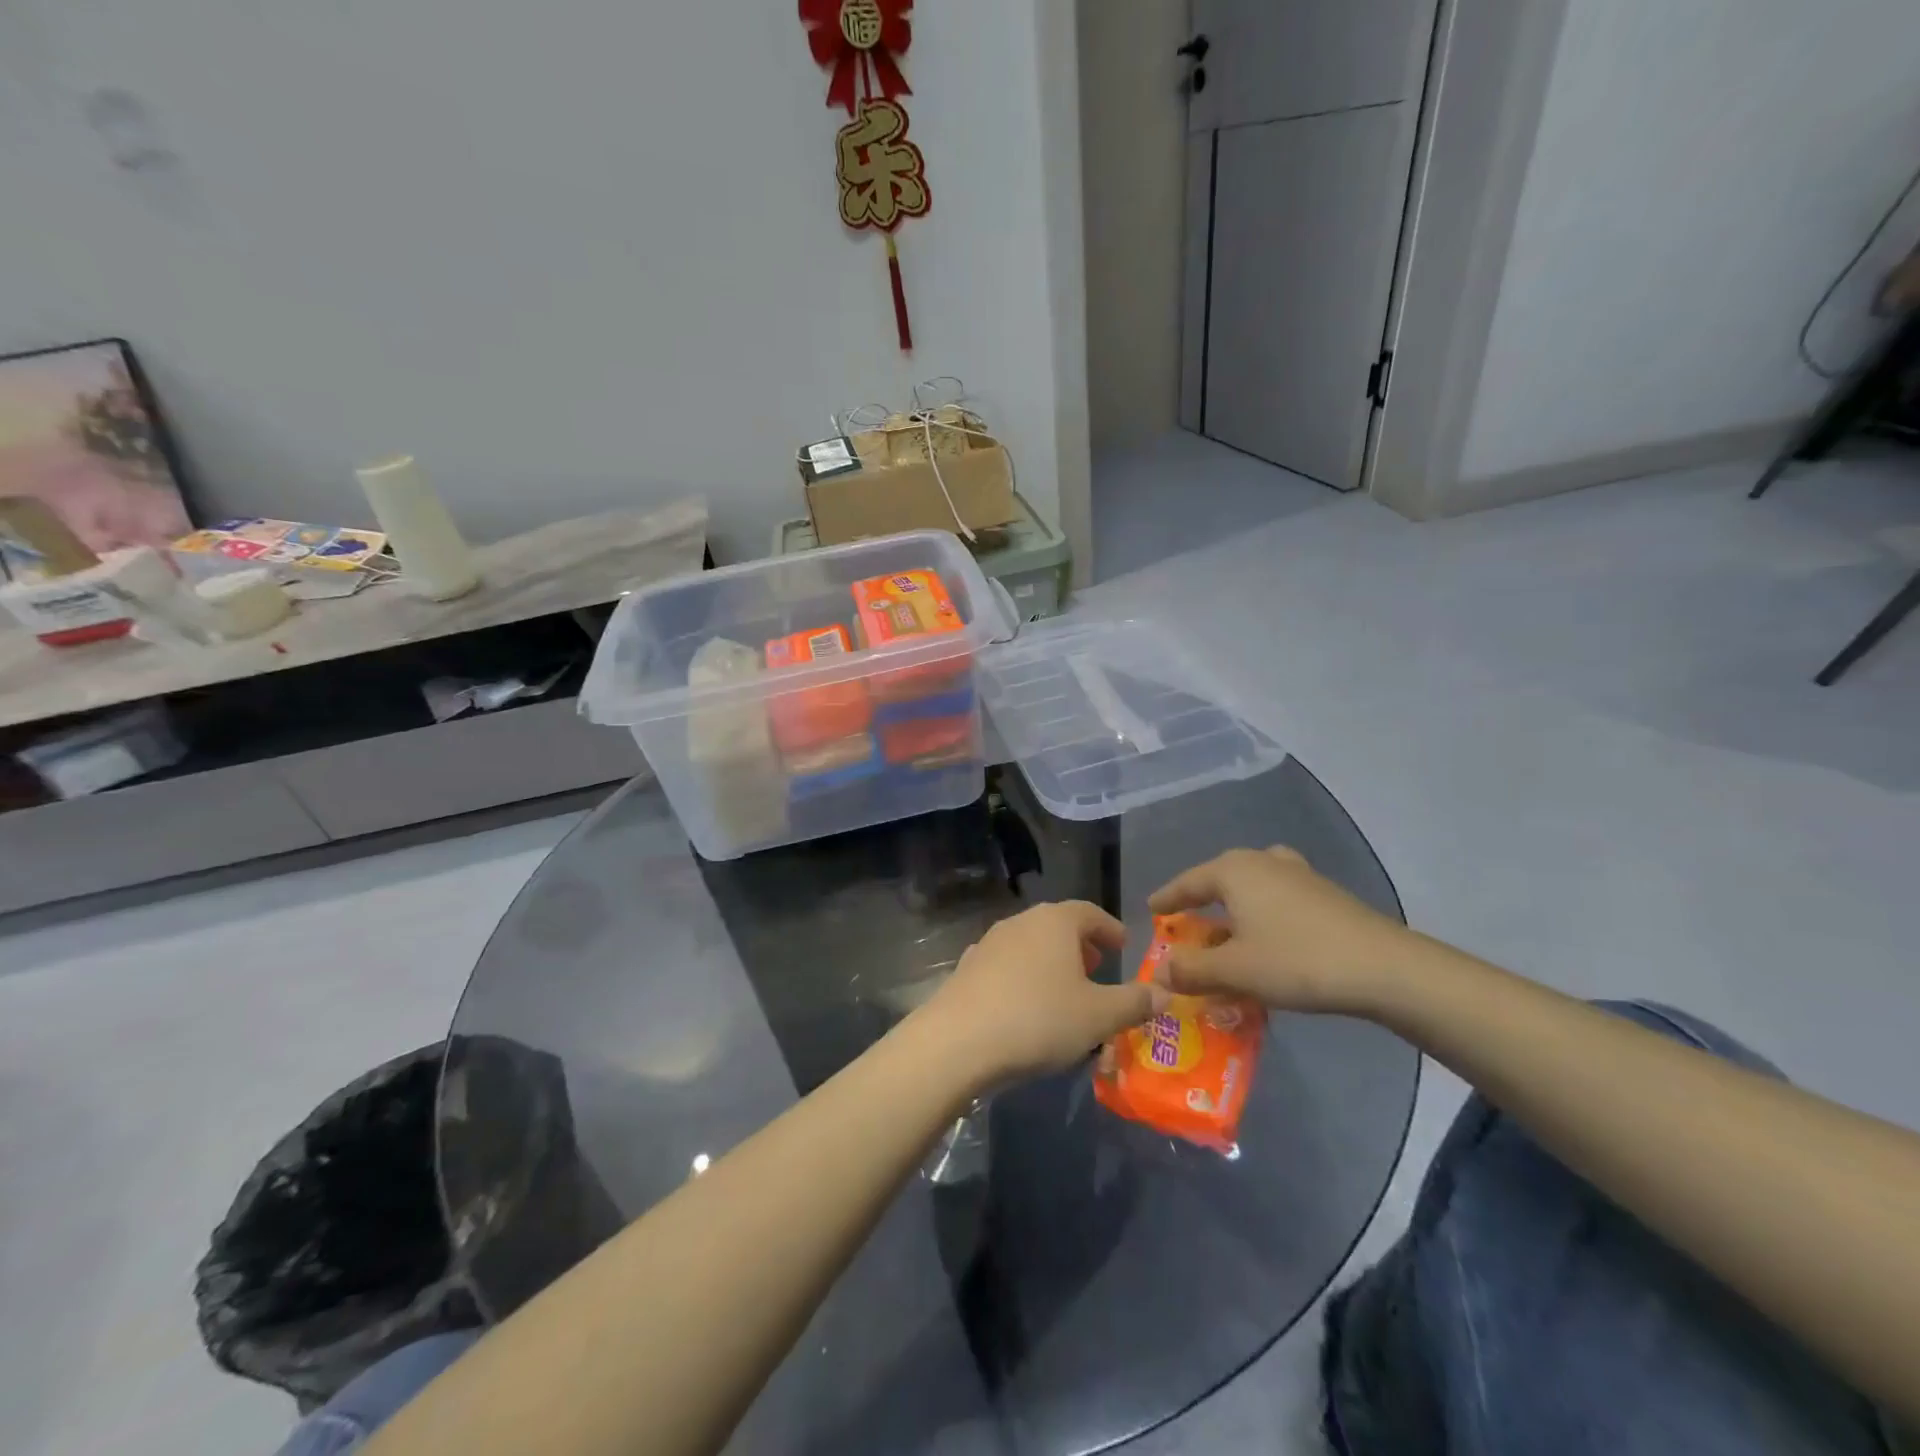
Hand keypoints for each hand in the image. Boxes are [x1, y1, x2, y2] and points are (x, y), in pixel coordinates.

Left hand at [919, 901, 1166, 1086]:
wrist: (959, 1040)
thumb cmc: (1039, 1019)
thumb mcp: (1099, 1016)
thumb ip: (1135, 1003)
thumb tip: (1166, 993)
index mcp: (1056, 921)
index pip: (1090, 912)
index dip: (1110, 929)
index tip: (1124, 948)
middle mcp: (1021, 921)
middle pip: (1058, 925)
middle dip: (1081, 946)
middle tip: (1098, 970)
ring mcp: (989, 942)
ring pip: (1031, 944)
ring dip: (1051, 962)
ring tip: (1065, 992)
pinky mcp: (968, 967)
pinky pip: (1007, 966)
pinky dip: (1024, 978)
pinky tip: (1027, 1007)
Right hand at [1147, 847, 1409, 1014]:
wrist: (1385, 968)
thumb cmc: (1297, 961)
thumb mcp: (1235, 970)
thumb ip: (1191, 969)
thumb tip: (1158, 970)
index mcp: (1233, 870)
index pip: (1187, 882)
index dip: (1167, 899)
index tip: (1151, 911)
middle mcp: (1262, 862)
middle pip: (1219, 880)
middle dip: (1201, 904)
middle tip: (1186, 926)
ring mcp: (1298, 874)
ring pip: (1251, 888)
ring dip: (1234, 910)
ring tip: (1227, 933)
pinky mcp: (1325, 894)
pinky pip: (1277, 898)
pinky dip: (1262, 915)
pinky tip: (1268, 940)